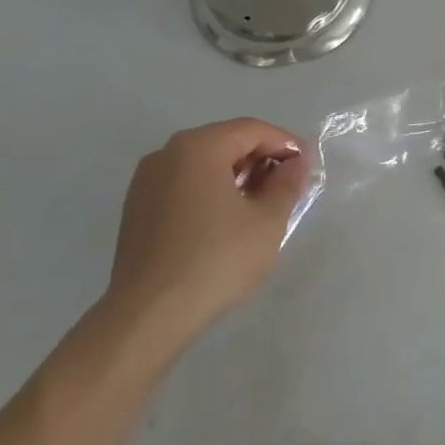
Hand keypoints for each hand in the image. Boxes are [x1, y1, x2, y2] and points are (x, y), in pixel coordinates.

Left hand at [102, 118, 310, 355]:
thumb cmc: (216, 260)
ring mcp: (145, 181)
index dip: (285, 144)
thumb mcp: (268, 221)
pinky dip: (210, 191)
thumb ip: (288, 183)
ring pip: (203, 164)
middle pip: (225, 142)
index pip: (252, 130)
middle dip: (261, 159)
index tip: (307, 167)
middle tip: (288, 186)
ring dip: (237, 176)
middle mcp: (166, 153)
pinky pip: (183, 185)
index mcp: (198, 147)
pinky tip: (226, 220)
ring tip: (261, 204)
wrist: (149, 315)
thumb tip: (296, 163)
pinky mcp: (136, 208)